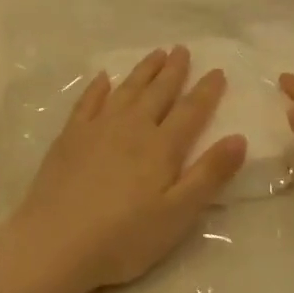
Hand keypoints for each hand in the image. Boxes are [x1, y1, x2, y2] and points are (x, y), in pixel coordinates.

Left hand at [0, 47, 246, 292]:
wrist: (54, 243)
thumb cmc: (123, 237)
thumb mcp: (177, 214)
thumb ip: (209, 175)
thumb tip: (239, 137)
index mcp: (161, 147)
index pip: (191, 111)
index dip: (206, 91)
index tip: (217, 70)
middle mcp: (132, 127)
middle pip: (158, 92)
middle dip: (173, 70)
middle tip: (182, 49)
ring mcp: (97, 128)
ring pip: (126, 90)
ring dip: (143, 71)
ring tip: (156, 53)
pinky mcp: (70, 137)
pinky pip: (88, 101)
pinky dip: (98, 87)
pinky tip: (102, 78)